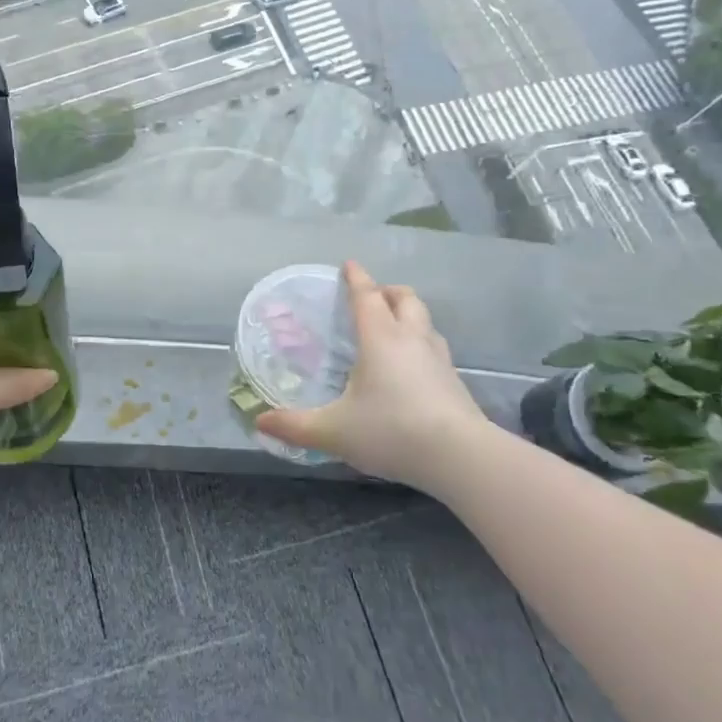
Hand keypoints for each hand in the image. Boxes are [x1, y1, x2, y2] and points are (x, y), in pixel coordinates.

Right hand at [257, 261, 492, 491]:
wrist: (461, 457)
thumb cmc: (391, 430)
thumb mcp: (334, 431)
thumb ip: (295, 426)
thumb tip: (260, 422)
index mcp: (380, 338)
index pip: (366, 296)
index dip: (356, 278)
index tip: (349, 264)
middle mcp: (411, 339)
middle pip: (404, 299)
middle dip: (387, 291)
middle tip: (371, 297)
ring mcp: (439, 359)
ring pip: (425, 321)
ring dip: (408, 315)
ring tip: (392, 327)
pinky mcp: (455, 381)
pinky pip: (435, 348)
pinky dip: (421, 344)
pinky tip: (413, 367)